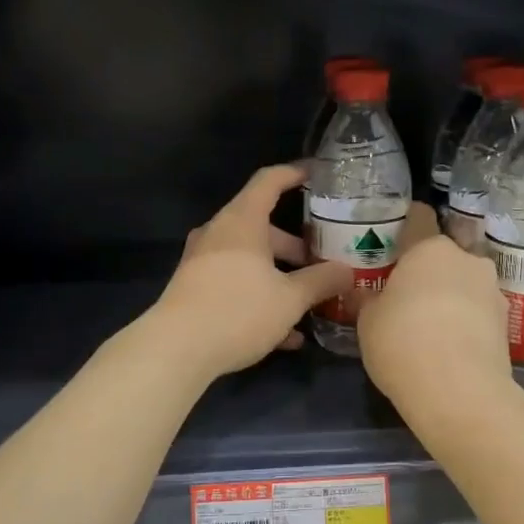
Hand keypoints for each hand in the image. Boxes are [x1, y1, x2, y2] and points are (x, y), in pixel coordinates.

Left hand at [150, 165, 353, 378]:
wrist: (175, 349)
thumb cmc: (238, 311)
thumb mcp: (290, 299)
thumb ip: (322, 281)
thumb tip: (348, 271)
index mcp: (242, 222)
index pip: (269, 181)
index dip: (295, 174)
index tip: (317, 174)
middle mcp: (219, 234)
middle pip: (262, 227)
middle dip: (295, 246)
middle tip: (323, 261)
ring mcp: (203, 262)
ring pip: (250, 260)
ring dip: (280, 277)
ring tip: (310, 302)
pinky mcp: (195, 290)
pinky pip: (235, 284)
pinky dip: (260, 299)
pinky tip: (286, 335)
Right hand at [357, 204, 509, 407]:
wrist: (460, 393)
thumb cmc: (402, 343)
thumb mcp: (368, 322)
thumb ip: (368, 300)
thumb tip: (364, 293)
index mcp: (429, 249)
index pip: (419, 218)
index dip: (407, 222)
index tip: (396, 233)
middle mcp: (466, 260)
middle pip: (445, 254)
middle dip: (429, 268)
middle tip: (407, 290)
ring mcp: (492, 290)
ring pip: (464, 282)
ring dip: (450, 294)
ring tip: (430, 322)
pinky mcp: (507, 323)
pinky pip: (478, 311)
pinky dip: (465, 320)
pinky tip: (449, 343)